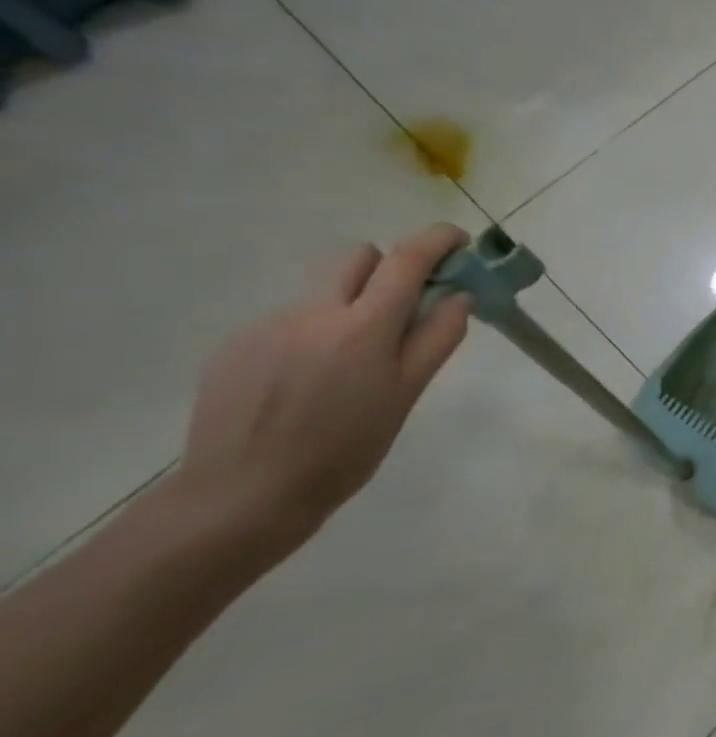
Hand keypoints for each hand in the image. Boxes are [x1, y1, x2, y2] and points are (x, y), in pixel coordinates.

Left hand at [171, 224, 475, 553]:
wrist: (242, 496)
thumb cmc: (344, 449)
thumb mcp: (406, 394)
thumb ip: (436, 337)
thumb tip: (457, 296)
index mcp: (363, 326)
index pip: (407, 259)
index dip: (438, 239)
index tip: (459, 242)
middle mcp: (313, 313)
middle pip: (357, 256)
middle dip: (388, 268)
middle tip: (403, 307)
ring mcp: (267, 326)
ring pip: (322, 291)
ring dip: (348, 306)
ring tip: (347, 364)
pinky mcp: (234, 346)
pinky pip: (288, 321)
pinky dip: (311, 335)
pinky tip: (305, 383)